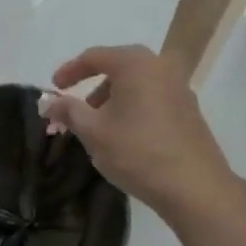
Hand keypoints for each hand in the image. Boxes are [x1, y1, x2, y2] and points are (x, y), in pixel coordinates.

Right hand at [41, 44, 240, 221]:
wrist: (197, 188)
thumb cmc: (139, 152)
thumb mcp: (94, 132)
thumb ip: (69, 111)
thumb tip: (48, 102)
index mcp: (135, 62)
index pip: (94, 56)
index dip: (70, 71)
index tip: (53, 89)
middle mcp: (159, 65)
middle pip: (116, 68)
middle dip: (91, 89)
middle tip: (75, 111)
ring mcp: (179, 86)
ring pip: (136, 85)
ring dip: (113, 101)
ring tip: (99, 129)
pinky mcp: (189, 109)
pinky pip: (152, 98)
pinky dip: (134, 108)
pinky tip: (126, 136)